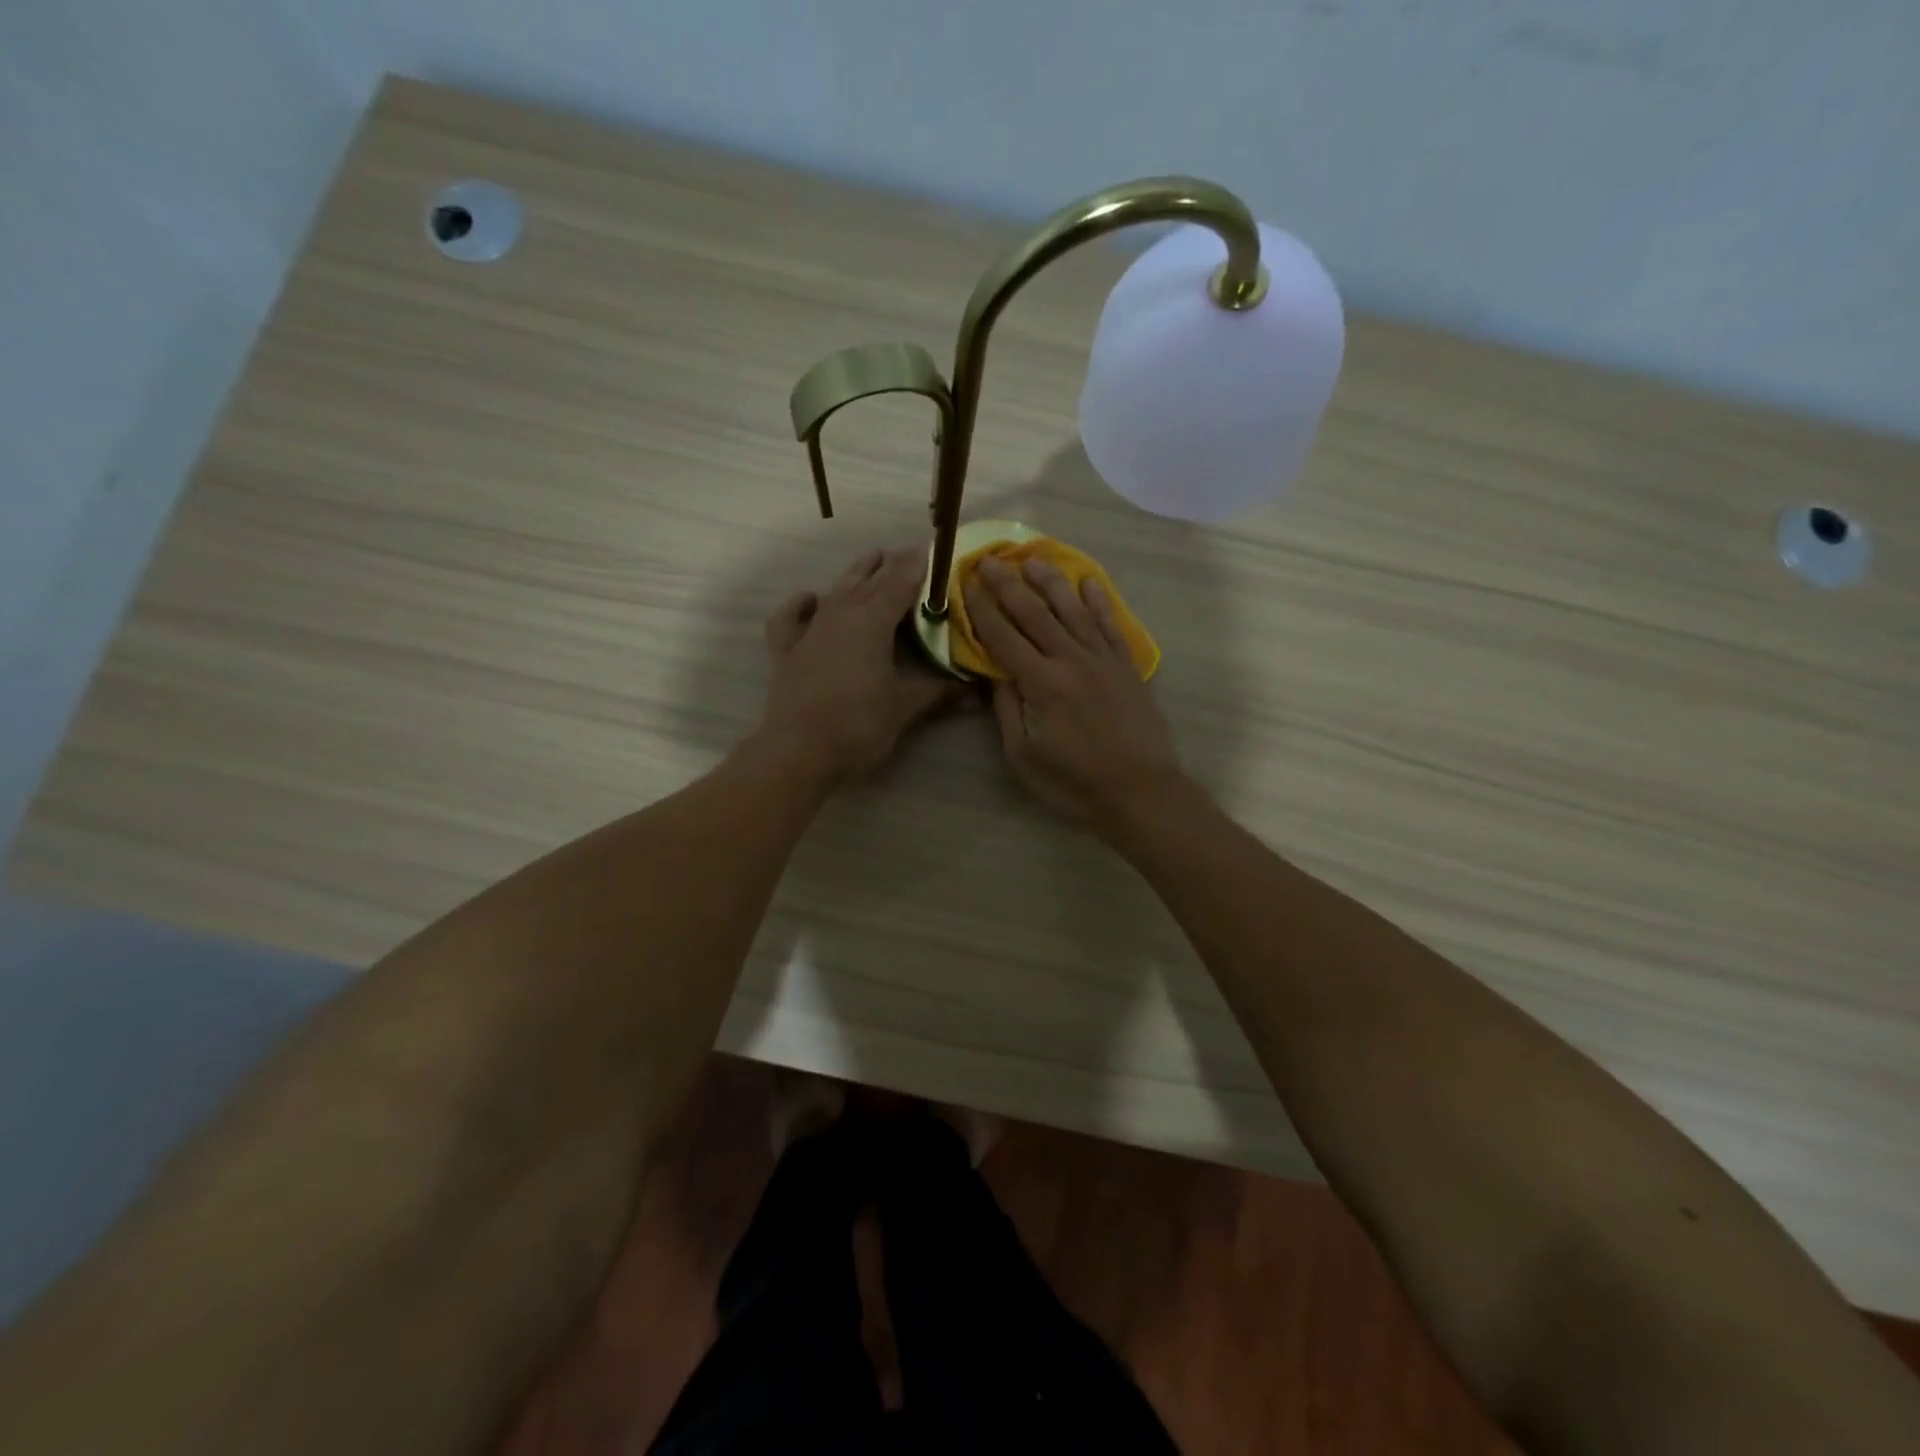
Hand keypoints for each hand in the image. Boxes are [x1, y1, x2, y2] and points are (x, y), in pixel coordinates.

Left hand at [757, 546, 964, 781]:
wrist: (797, 753)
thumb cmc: (858, 726)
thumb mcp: (905, 709)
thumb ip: (940, 693)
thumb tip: (978, 692)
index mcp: (872, 622)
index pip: (900, 583)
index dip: (917, 565)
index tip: (932, 549)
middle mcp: (840, 615)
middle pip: (868, 581)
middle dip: (890, 565)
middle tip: (908, 554)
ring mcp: (810, 631)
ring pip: (835, 591)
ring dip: (855, 574)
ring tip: (871, 559)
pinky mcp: (787, 652)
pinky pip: (790, 618)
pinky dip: (800, 604)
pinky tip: (810, 598)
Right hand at [963, 556, 1184, 824]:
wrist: (1139, 792)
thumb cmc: (1073, 782)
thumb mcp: (1023, 755)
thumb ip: (1007, 708)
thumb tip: (994, 671)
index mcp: (1041, 683)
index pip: (1004, 637)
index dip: (983, 609)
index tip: (968, 584)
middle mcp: (1071, 660)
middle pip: (1035, 613)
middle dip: (1009, 584)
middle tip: (991, 559)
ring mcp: (1103, 659)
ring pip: (1073, 610)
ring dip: (1051, 581)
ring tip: (1033, 559)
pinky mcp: (1126, 666)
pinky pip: (1110, 624)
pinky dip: (1099, 601)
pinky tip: (1089, 582)